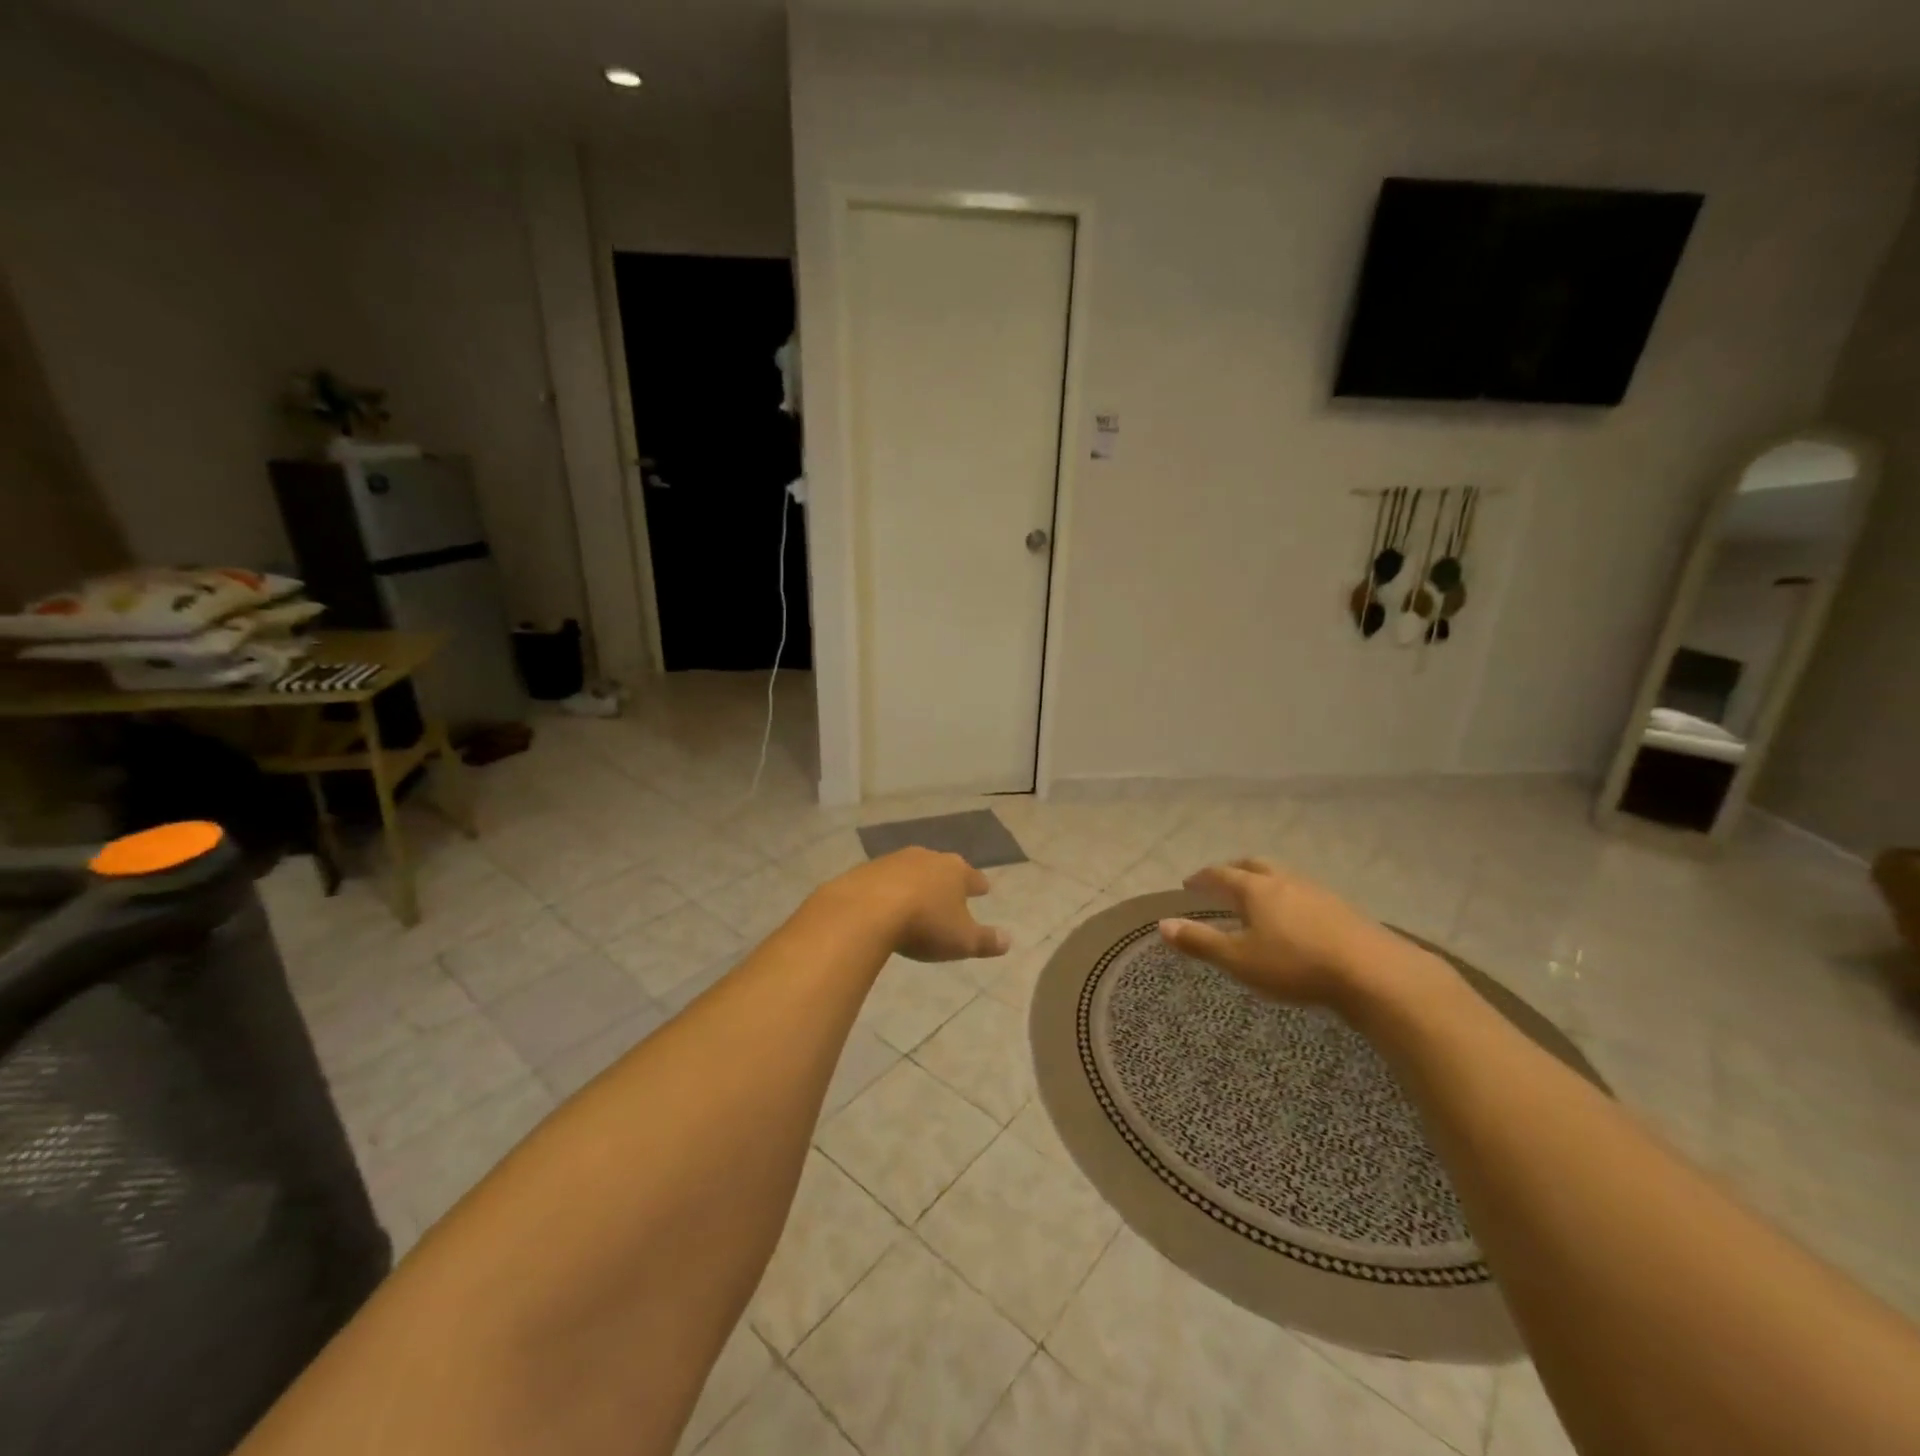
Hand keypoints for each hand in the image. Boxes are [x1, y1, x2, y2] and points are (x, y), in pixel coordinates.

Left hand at [825, 848, 1010, 962]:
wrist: (865, 911)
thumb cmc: (924, 924)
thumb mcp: (962, 941)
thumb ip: (986, 940)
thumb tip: (1008, 940)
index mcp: (955, 871)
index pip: (973, 877)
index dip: (979, 885)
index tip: (984, 889)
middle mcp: (926, 857)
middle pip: (941, 867)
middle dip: (946, 879)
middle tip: (949, 891)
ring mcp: (893, 860)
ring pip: (911, 870)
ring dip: (915, 883)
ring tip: (916, 898)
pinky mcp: (865, 870)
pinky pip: (883, 880)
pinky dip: (887, 890)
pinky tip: (884, 904)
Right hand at [1158, 857, 1395, 1005]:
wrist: (1374, 973)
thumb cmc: (1296, 965)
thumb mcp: (1240, 960)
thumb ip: (1200, 942)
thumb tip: (1162, 925)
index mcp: (1256, 889)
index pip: (1221, 874)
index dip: (1202, 878)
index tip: (1188, 884)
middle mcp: (1285, 881)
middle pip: (1254, 865)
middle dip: (1234, 870)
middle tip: (1222, 881)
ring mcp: (1318, 892)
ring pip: (1283, 877)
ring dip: (1264, 882)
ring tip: (1257, 899)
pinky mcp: (1343, 909)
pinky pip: (1305, 894)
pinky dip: (1289, 898)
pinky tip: (1296, 919)